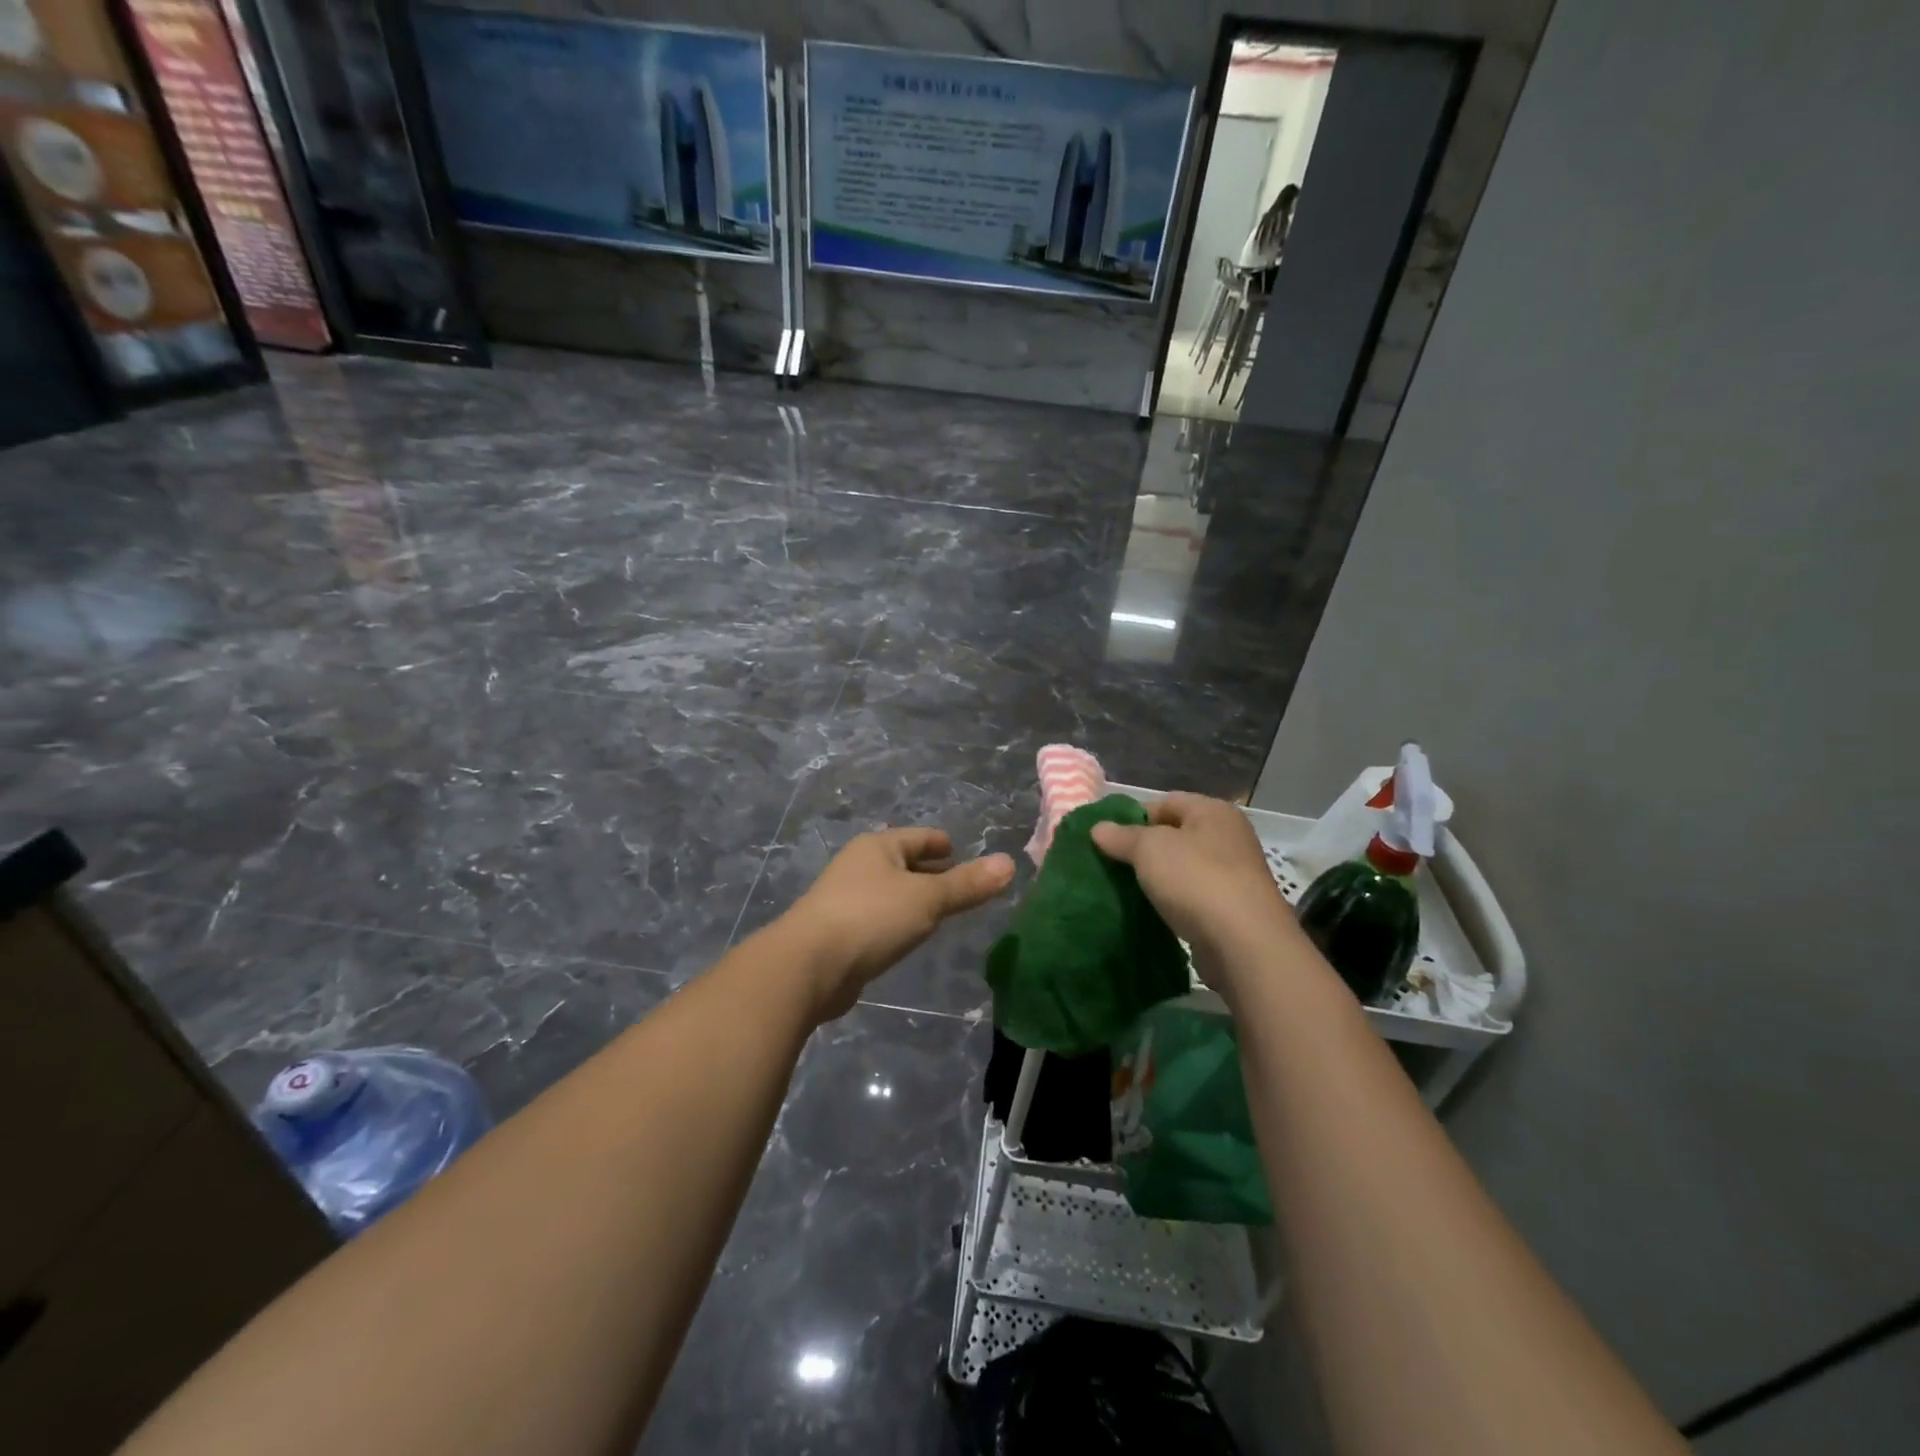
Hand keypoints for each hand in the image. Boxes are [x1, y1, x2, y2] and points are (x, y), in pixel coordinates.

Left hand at [787, 828, 1014, 1019]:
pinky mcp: (838, 932)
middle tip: (960, 886)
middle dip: (929, 872)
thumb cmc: (871, 918)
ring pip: (890, 892)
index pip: (918, 837)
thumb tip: (1009, 863)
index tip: (960, 852)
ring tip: (939, 912)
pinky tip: (908, 937)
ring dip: (913, 899)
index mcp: (877, 847)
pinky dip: (896, 921)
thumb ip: (967, 885)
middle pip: (903, 863)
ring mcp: (844, 899)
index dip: (941, 844)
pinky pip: (877, 918)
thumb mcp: (928, 899)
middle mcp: (858, 866)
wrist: (808, 966)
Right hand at [1090, 792, 1300, 992]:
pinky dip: (1173, 902)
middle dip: (1143, 849)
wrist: (1244, 944)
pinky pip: (1193, 897)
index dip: (1134, 817)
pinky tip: (1153, 913)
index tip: (1108, 840)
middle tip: (1112, 865)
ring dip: (1158, 878)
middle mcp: (1229, 837)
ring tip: (1127, 890)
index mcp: (1213, 812)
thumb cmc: (1196, 880)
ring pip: (1183, 868)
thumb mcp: (1149, 849)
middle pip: (1175, 835)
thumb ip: (1121, 836)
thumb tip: (1098, 828)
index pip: (1166, 802)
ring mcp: (1235, 875)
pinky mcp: (1233, 909)